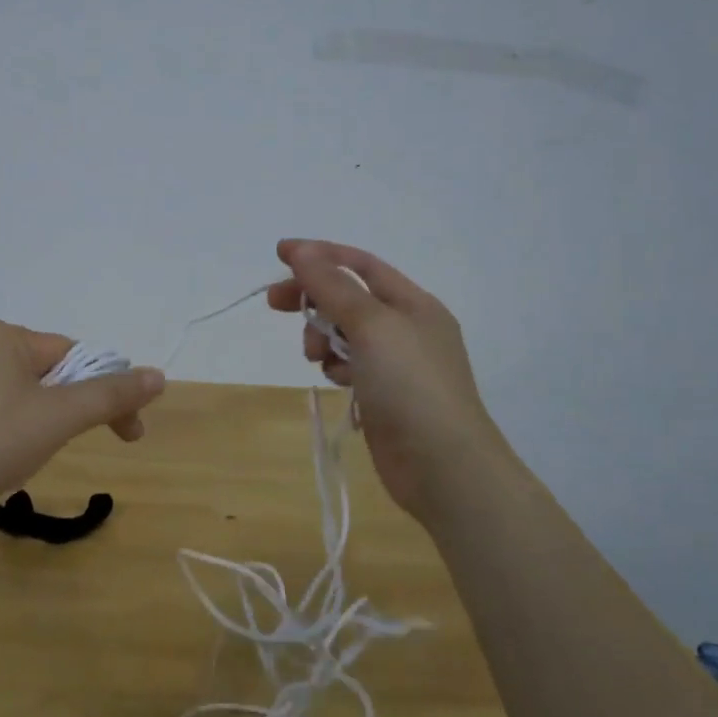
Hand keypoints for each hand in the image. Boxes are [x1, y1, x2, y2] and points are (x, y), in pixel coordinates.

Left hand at [0, 321, 165, 502]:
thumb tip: (158, 375)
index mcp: (11, 337)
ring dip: (42, 424)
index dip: (109, 395)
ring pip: (24, 395)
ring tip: (27, 457)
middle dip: (72, 412)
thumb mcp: (56, 418)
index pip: (79, 358)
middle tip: (75, 448)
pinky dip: (10, 431)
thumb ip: (108, 396)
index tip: (128, 435)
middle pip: (52, 375)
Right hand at [266, 239, 502, 521]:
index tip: (279, 254)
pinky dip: (337, 366)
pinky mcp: (385, 395)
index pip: (360, 265)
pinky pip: (351, 366)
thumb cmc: (410, 385)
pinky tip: (337, 381)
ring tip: (315, 356)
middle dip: (313, 298)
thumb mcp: (371, 325)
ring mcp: (398, 365)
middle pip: (348, 298)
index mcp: (413, 303)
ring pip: (345, 334)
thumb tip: (302, 251)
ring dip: (323, 337)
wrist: (443, 466)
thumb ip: (333, 286)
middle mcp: (407, 328)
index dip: (319, 255)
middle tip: (275, 304)